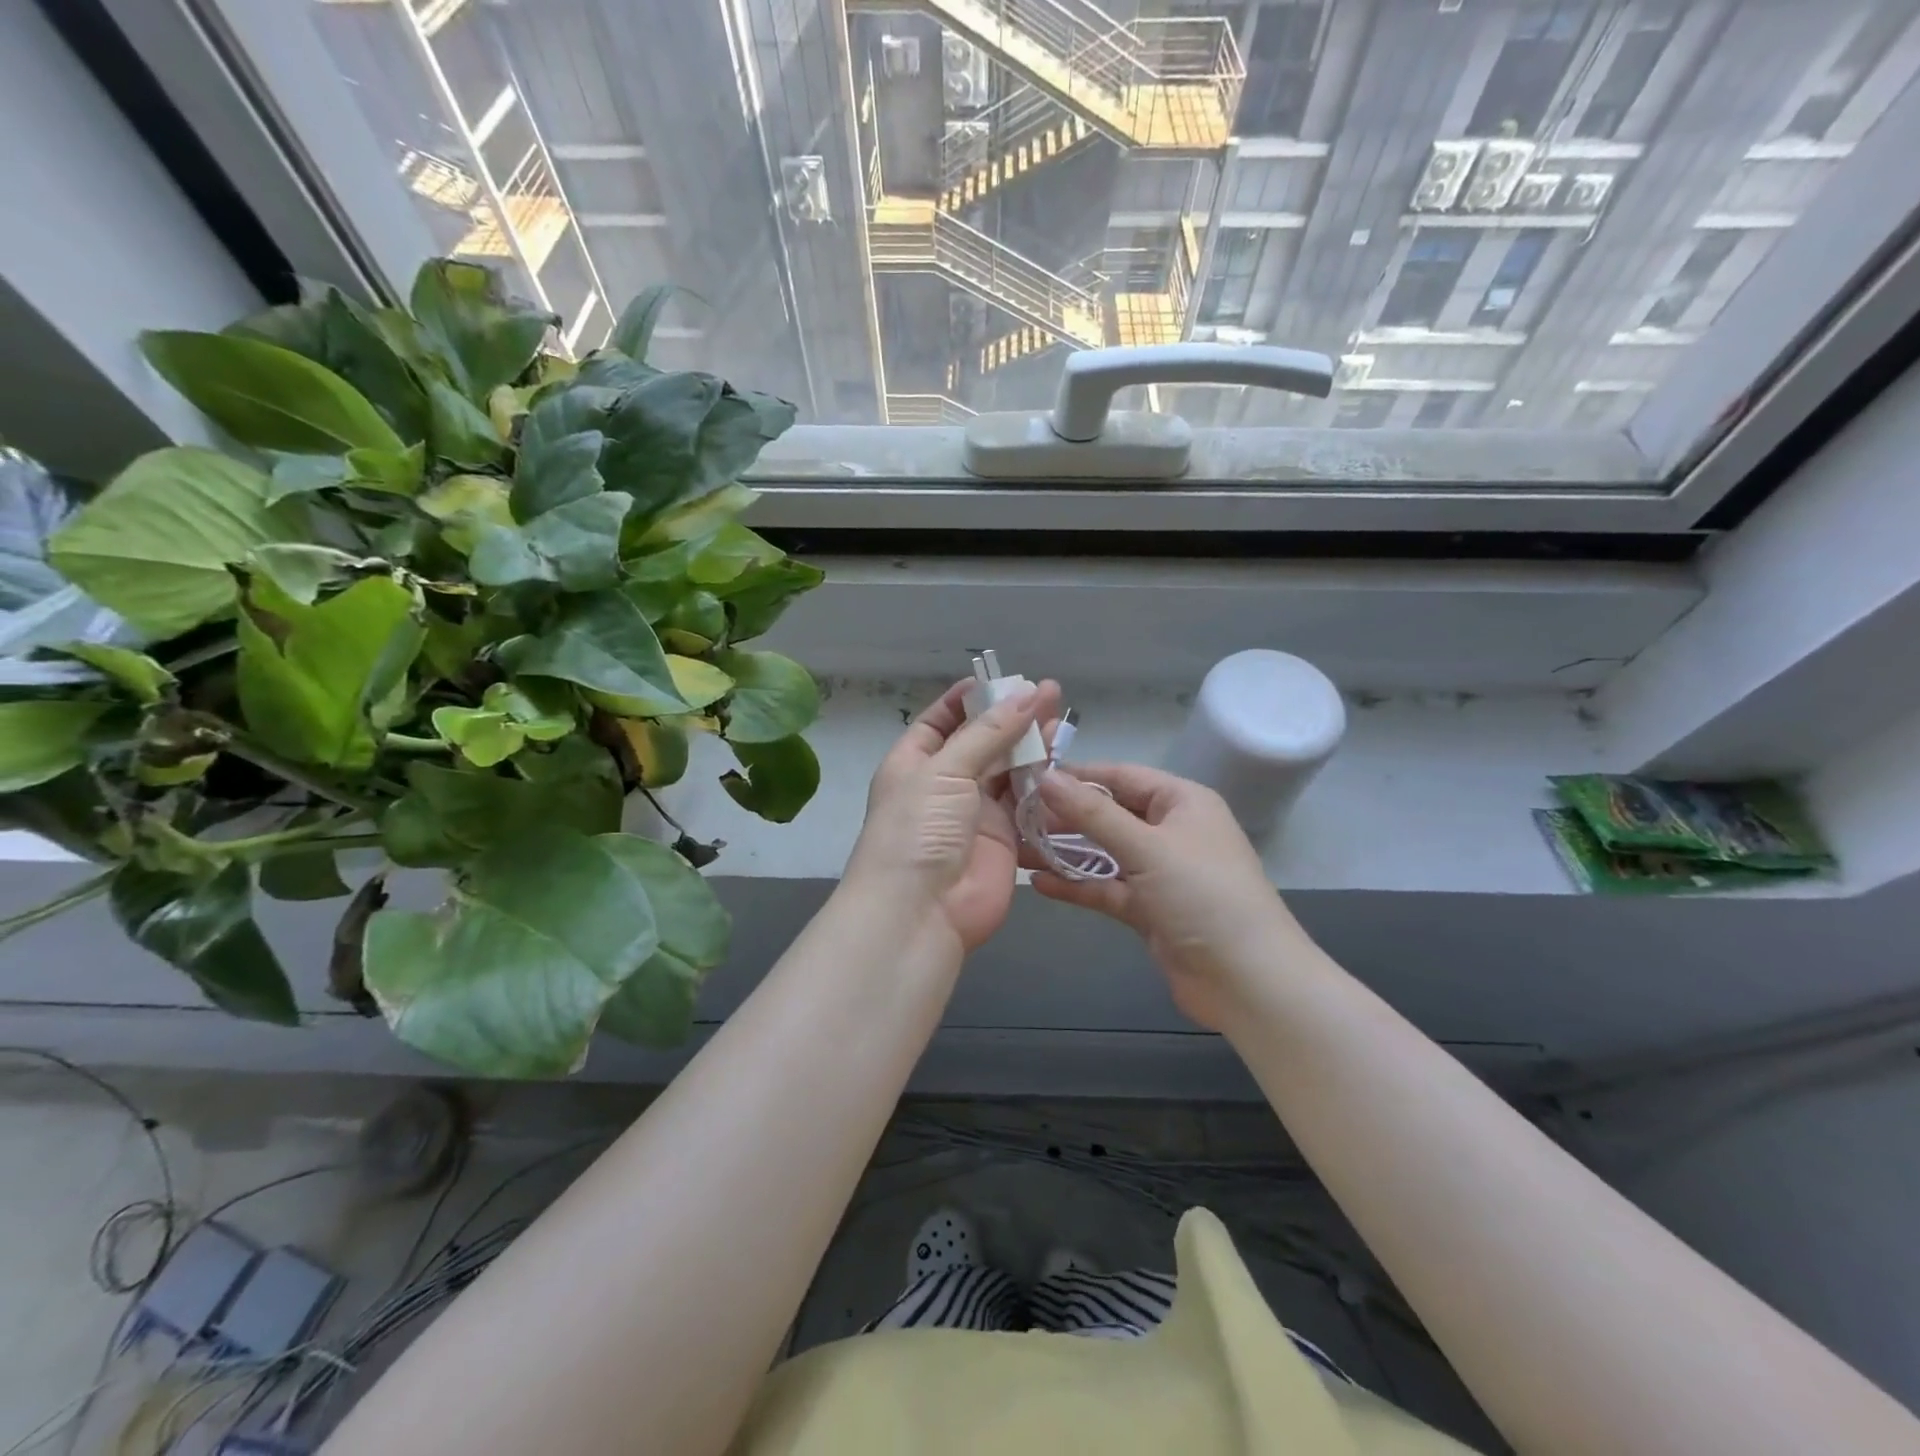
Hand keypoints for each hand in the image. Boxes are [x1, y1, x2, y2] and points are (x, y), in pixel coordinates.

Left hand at [845, 678, 1061, 951]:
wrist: (920, 911)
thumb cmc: (918, 829)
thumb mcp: (945, 770)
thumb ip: (989, 733)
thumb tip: (1027, 694)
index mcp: (915, 762)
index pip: (942, 721)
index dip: (969, 699)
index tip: (1002, 680)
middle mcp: (945, 784)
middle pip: (983, 742)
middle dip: (1012, 718)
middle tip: (1051, 693)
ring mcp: (975, 812)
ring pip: (1009, 770)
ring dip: (1033, 747)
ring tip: (1062, 717)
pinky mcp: (1005, 838)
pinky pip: (1027, 803)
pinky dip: (1044, 784)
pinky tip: (1064, 760)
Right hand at [1028, 764, 1307, 1029]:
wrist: (1248, 981)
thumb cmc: (1203, 896)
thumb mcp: (1146, 847)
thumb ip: (1093, 814)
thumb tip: (1044, 777)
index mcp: (1181, 803)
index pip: (1120, 776)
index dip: (1077, 776)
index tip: (1029, 777)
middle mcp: (1170, 831)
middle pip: (1108, 815)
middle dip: (1063, 817)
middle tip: (1013, 816)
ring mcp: (1159, 873)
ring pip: (1103, 853)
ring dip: (1063, 852)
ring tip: (1015, 848)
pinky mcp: (1149, 909)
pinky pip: (1106, 888)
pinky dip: (1077, 885)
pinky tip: (1039, 883)